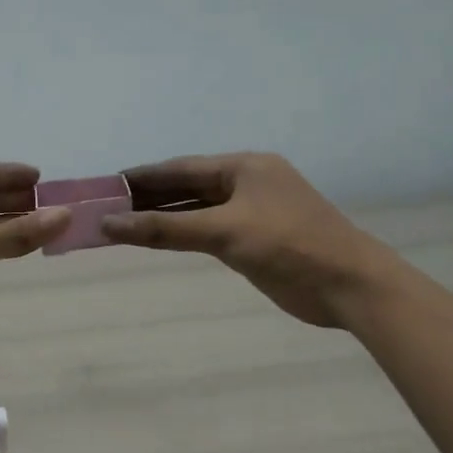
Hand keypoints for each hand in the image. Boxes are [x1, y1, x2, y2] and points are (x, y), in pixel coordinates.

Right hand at [102, 152, 401, 327]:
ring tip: (121, 225)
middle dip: (147, 198)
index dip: (141, 177)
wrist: (348, 285)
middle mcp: (246, 183)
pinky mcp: (254, 240)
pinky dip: (182, 234)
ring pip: (196, 210)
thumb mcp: (223, 232)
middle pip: (186, 186)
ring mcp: (251, 212)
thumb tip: (108, 224)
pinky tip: (158, 240)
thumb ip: (164, 228)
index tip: (104, 185)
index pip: (180, 167)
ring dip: (162, 217)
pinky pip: (207, 231)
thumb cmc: (288, 246)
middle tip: (104, 208)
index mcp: (244, 167)